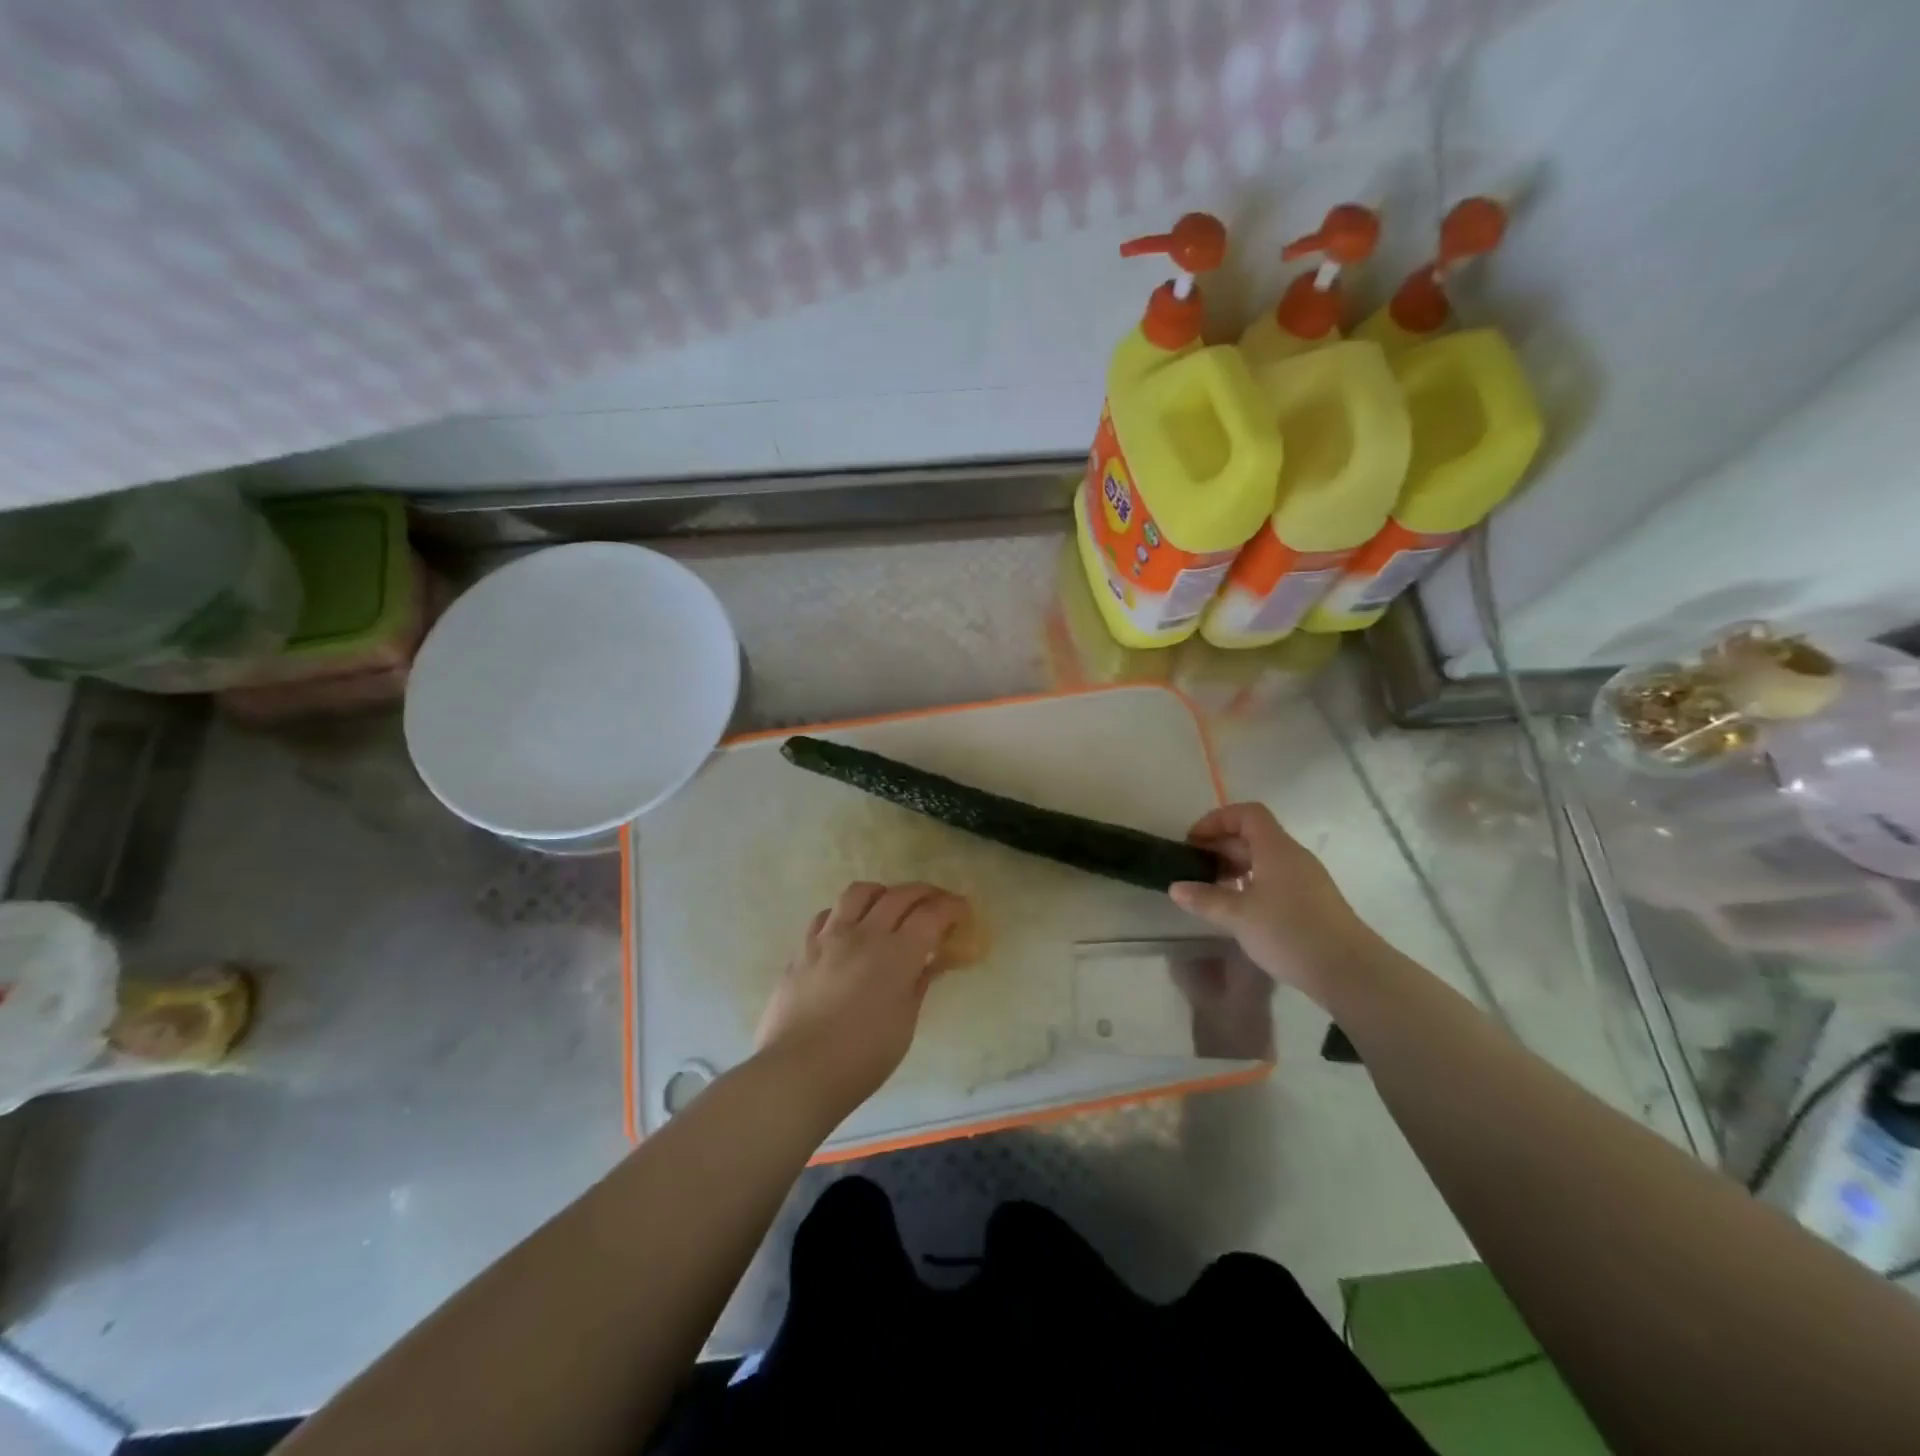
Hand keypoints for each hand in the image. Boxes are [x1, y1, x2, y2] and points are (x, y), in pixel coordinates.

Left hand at [754, 881, 966, 1122]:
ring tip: (888, 905)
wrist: (798, 1071)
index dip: (951, 907)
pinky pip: (827, 915)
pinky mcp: (803, 948)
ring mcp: (829, 937)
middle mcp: (864, 934)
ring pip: (859, 892)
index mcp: (897, 954)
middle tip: (935, 902)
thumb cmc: (862, 1057)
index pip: (932, 914)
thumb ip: (917, 985)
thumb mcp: (904, 1024)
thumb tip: (927, 964)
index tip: (961, 910)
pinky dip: (845, 914)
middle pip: (899, 895)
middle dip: (924, 893)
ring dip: (881, 893)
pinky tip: (848, 929)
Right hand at [1168, 803, 1374, 1004]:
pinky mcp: (1311, 902)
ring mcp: (1305, 879)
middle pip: (1253, 836)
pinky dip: (1250, 884)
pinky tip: (1238, 909)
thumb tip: (1176, 887)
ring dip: (1234, 867)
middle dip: (1220, 846)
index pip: (1247, 814)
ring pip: (1263, 859)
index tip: (1193, 842)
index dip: (1216, 820)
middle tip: (1193, 868)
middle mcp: (1292, 856)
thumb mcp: (1239, 916)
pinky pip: (1274, 879)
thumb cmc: (1290, 932)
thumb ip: (1205, 899)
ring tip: (1210, 890)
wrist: (1350, 971)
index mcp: (1276, 848)